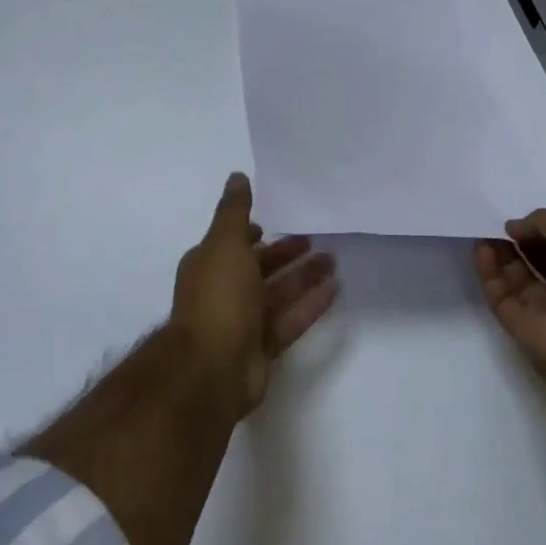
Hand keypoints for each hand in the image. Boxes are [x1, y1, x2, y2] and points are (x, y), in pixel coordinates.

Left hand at [171, 172, 338, 414]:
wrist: (212, 368)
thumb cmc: (218, 297)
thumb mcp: (225, 244)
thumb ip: (235, 211)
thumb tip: (237, 176)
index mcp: (209, 264)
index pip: (235, 241)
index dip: (256, 231)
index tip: (282, 219)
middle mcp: (224, 290)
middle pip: (261, 266)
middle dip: (287, 252)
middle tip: (319, 239)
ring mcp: (244, 321)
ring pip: (279, 292)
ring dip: (304, 276)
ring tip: (334, 260)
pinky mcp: (263, 346)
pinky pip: (291, 318)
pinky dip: (310, 304)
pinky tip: (335, 289)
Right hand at [474, 209, 545, 383]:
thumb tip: (516, 228)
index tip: (525, 220)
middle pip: (543, 262)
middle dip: (522, 242)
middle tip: (502, 225)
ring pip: (519, 278)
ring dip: (502, 253)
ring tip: (484, 232)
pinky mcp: (520, 325)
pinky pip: (501, 293)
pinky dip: (489, 271)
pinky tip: (481, 249)